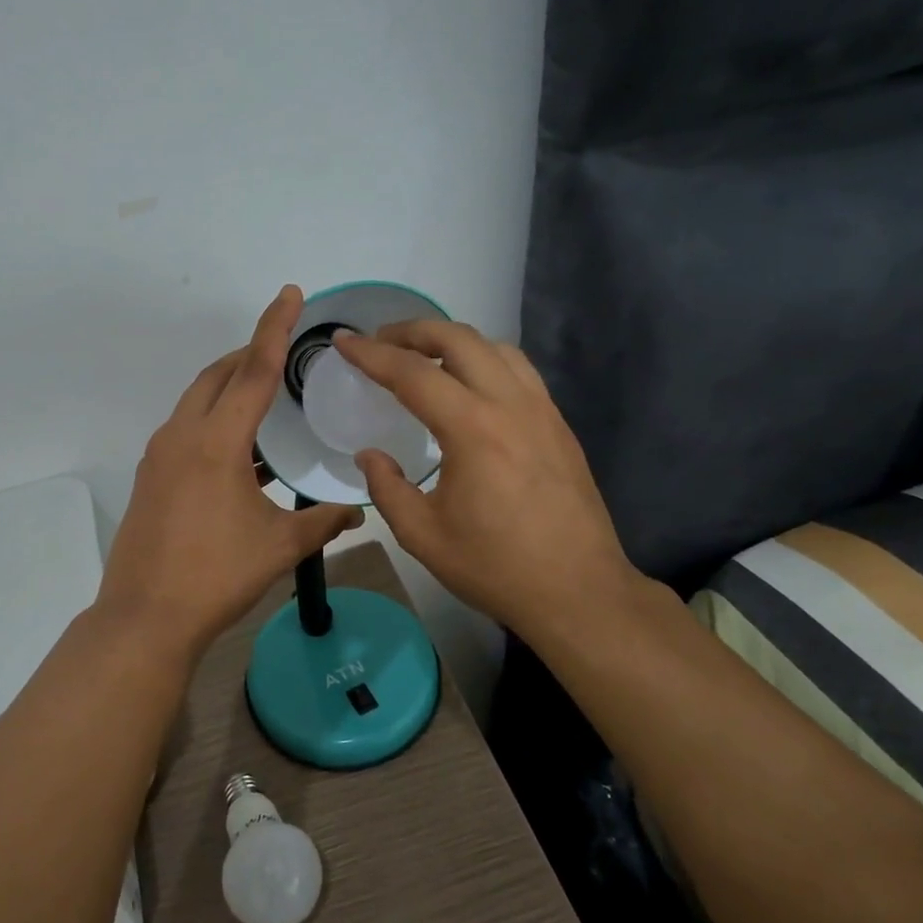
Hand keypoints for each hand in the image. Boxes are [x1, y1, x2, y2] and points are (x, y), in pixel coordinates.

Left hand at [97, 286, 362, 656]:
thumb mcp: (279, 546)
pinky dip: (211, 419)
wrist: (146, 617)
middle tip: (281, 351)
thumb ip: (323, 522)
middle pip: (217, 376)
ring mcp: (159, 456)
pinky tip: (236, 448)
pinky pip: (185, 428)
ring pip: (196, 401)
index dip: (274, 328)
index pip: (253, 370)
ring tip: (262, 395)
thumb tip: (359, 511)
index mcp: (216, 441)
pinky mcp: (149, 477)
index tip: (288, 293)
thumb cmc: (217, 575)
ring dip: (227, 387)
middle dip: (249, 354)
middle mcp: (182, 436)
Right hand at [333, 322, 641, 646]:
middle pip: (459, 340)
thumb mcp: (422, 536)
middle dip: (413, 331)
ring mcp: (542, 411)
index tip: (344, 342)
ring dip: (452, 340)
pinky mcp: (559, 425)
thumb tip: (369, 455)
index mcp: (472, 430)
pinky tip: (470, 384)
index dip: (371, 354)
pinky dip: (485, 359)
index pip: (412, 373)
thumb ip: (387, 488)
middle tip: (381, 342)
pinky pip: (519, 370)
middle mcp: (510, 405)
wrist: (578, 591)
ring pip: (495, 347)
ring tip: (423, 356)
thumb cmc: (496, 567)